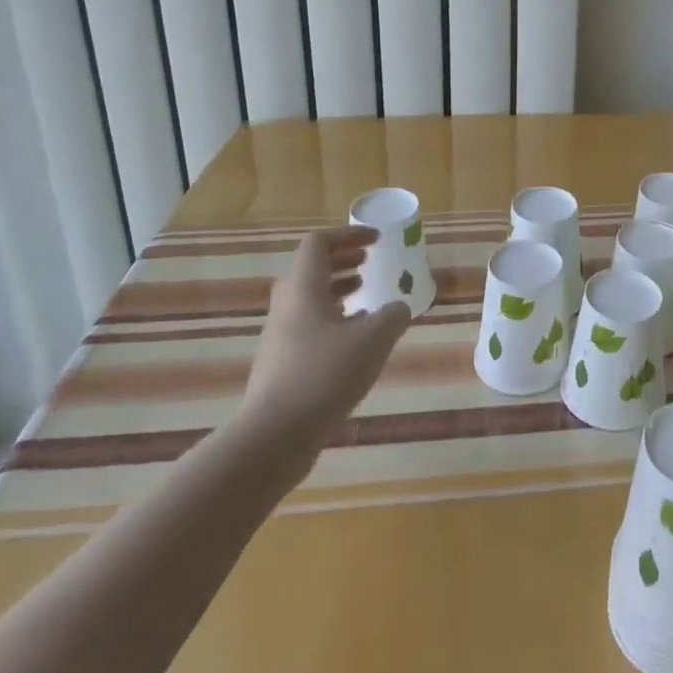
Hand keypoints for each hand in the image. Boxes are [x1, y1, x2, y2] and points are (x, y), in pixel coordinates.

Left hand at [238, 227, 409, 458]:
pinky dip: (333, 320)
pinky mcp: (280, 365)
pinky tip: (355, 343)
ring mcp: (280, 337)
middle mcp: (286, 305)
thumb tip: (398, 307)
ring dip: (339, 291)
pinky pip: (308, 327)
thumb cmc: (324, 375)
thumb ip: (393, 315)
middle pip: (311, 268)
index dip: (348, 235)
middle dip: (343, 260)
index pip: (318, 243)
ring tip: (368, 300)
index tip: (376, 241)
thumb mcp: (374, 339)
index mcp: (303, 288)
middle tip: (370, 263)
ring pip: (309, 299)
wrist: (274, 437)